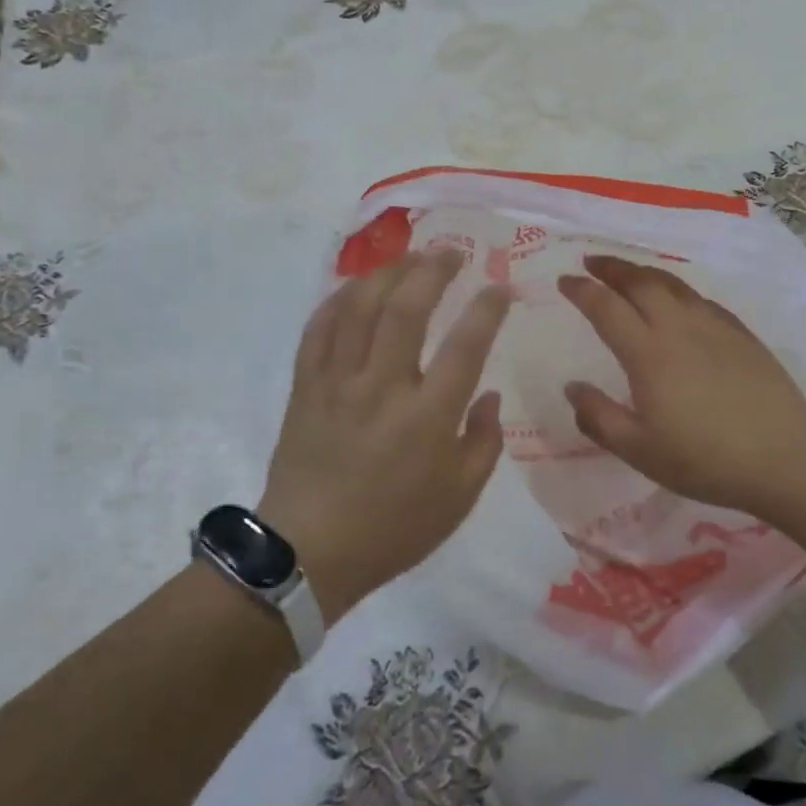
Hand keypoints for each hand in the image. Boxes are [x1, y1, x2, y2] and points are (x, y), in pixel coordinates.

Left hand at [258, 250, 510, 625]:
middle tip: (450, 252)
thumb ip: (484, 442)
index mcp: (427, 417)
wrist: (309, 553)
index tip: (500, 288)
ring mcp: (338, 383)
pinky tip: (355, 288)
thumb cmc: (393, 529)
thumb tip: (490, 395)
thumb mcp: (459, 499)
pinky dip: (338, 301)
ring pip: (359, 309)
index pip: (465, 346)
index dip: (487, 309)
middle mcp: (382, 388)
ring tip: (408, 258)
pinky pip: (318, 330)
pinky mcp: (306, 387)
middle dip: (432, 271)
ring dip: (387, 274)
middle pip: (406, 310)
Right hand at [557, 255, 805, 519]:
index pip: (606, 307)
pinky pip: (698, 298)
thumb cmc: (705, 459)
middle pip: (639, 282)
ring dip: (642, 272)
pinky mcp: (739, 333)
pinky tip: (676, 300)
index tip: (564, 281)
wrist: (785, 457)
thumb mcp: (640, 450)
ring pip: (671, 284)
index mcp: (648, 353)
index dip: (582, 290)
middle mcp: (677, 327)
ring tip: (626, 271)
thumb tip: (572, 387)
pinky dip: (676, 289)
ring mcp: (713, 325)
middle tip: (591, 263)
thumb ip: (599, 417)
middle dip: (611, 268)